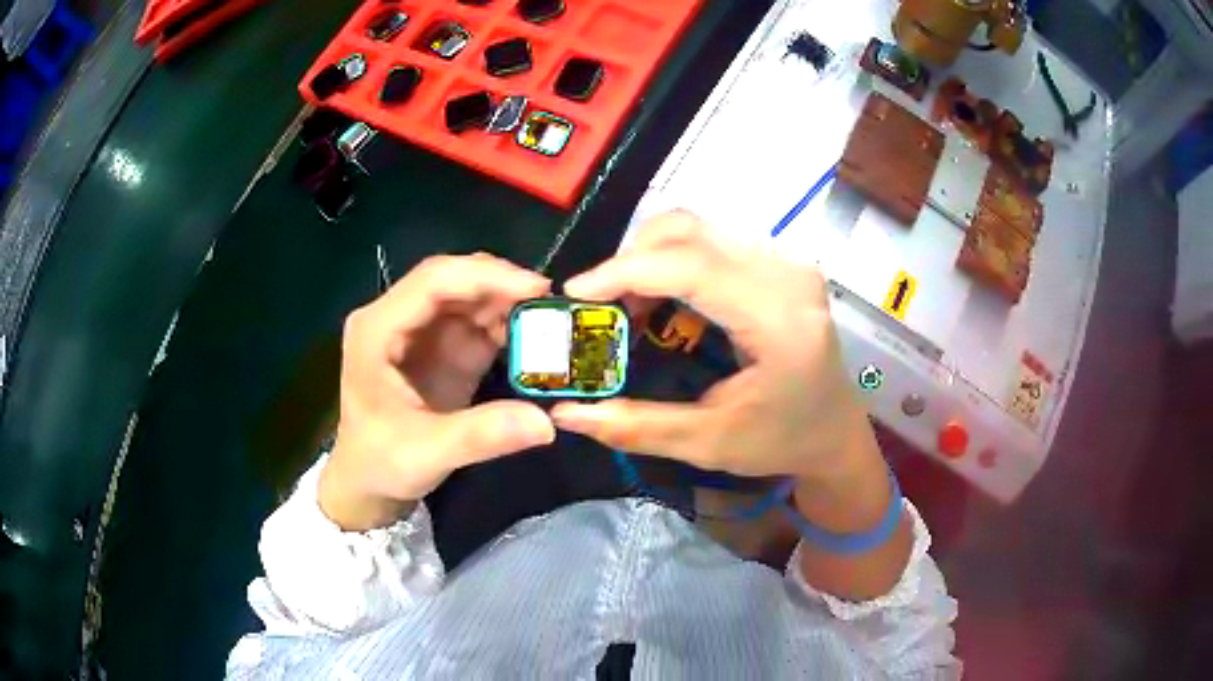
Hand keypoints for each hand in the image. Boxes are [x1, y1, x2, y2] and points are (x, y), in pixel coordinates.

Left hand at [319, 254, 555, 530]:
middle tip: (550, 301)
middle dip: (501, 284)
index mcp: (377, 330)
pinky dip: (506, 324)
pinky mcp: (441, 346)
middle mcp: (397, 317)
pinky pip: (477, 321)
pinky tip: (534, 338)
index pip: (432, 282)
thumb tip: (546, 422)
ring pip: (469, 294)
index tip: (535, 288)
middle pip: (452, 279)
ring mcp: (420, 330)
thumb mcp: (427, 454)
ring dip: (508, 301)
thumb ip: (482, 435)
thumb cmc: (381, 463)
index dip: (484, 277)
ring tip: (550, 319)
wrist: (368, 483)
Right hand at [551, 211, 875, 484]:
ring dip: (649, 258)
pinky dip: (672, 261)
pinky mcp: (779, 263)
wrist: (835, 432)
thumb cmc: (781, 442)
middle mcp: (787, 276)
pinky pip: (712, 241)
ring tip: (627, 306)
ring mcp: (786, 263)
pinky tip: (660, 299)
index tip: (575, 295)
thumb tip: (565, 413)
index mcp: (779, 320)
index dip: (624, 271)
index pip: (691, 266)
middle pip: (690, 232)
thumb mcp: (708, 444)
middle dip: (630, 260)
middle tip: (599, 306)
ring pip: (697, 229)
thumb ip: (635, 426)